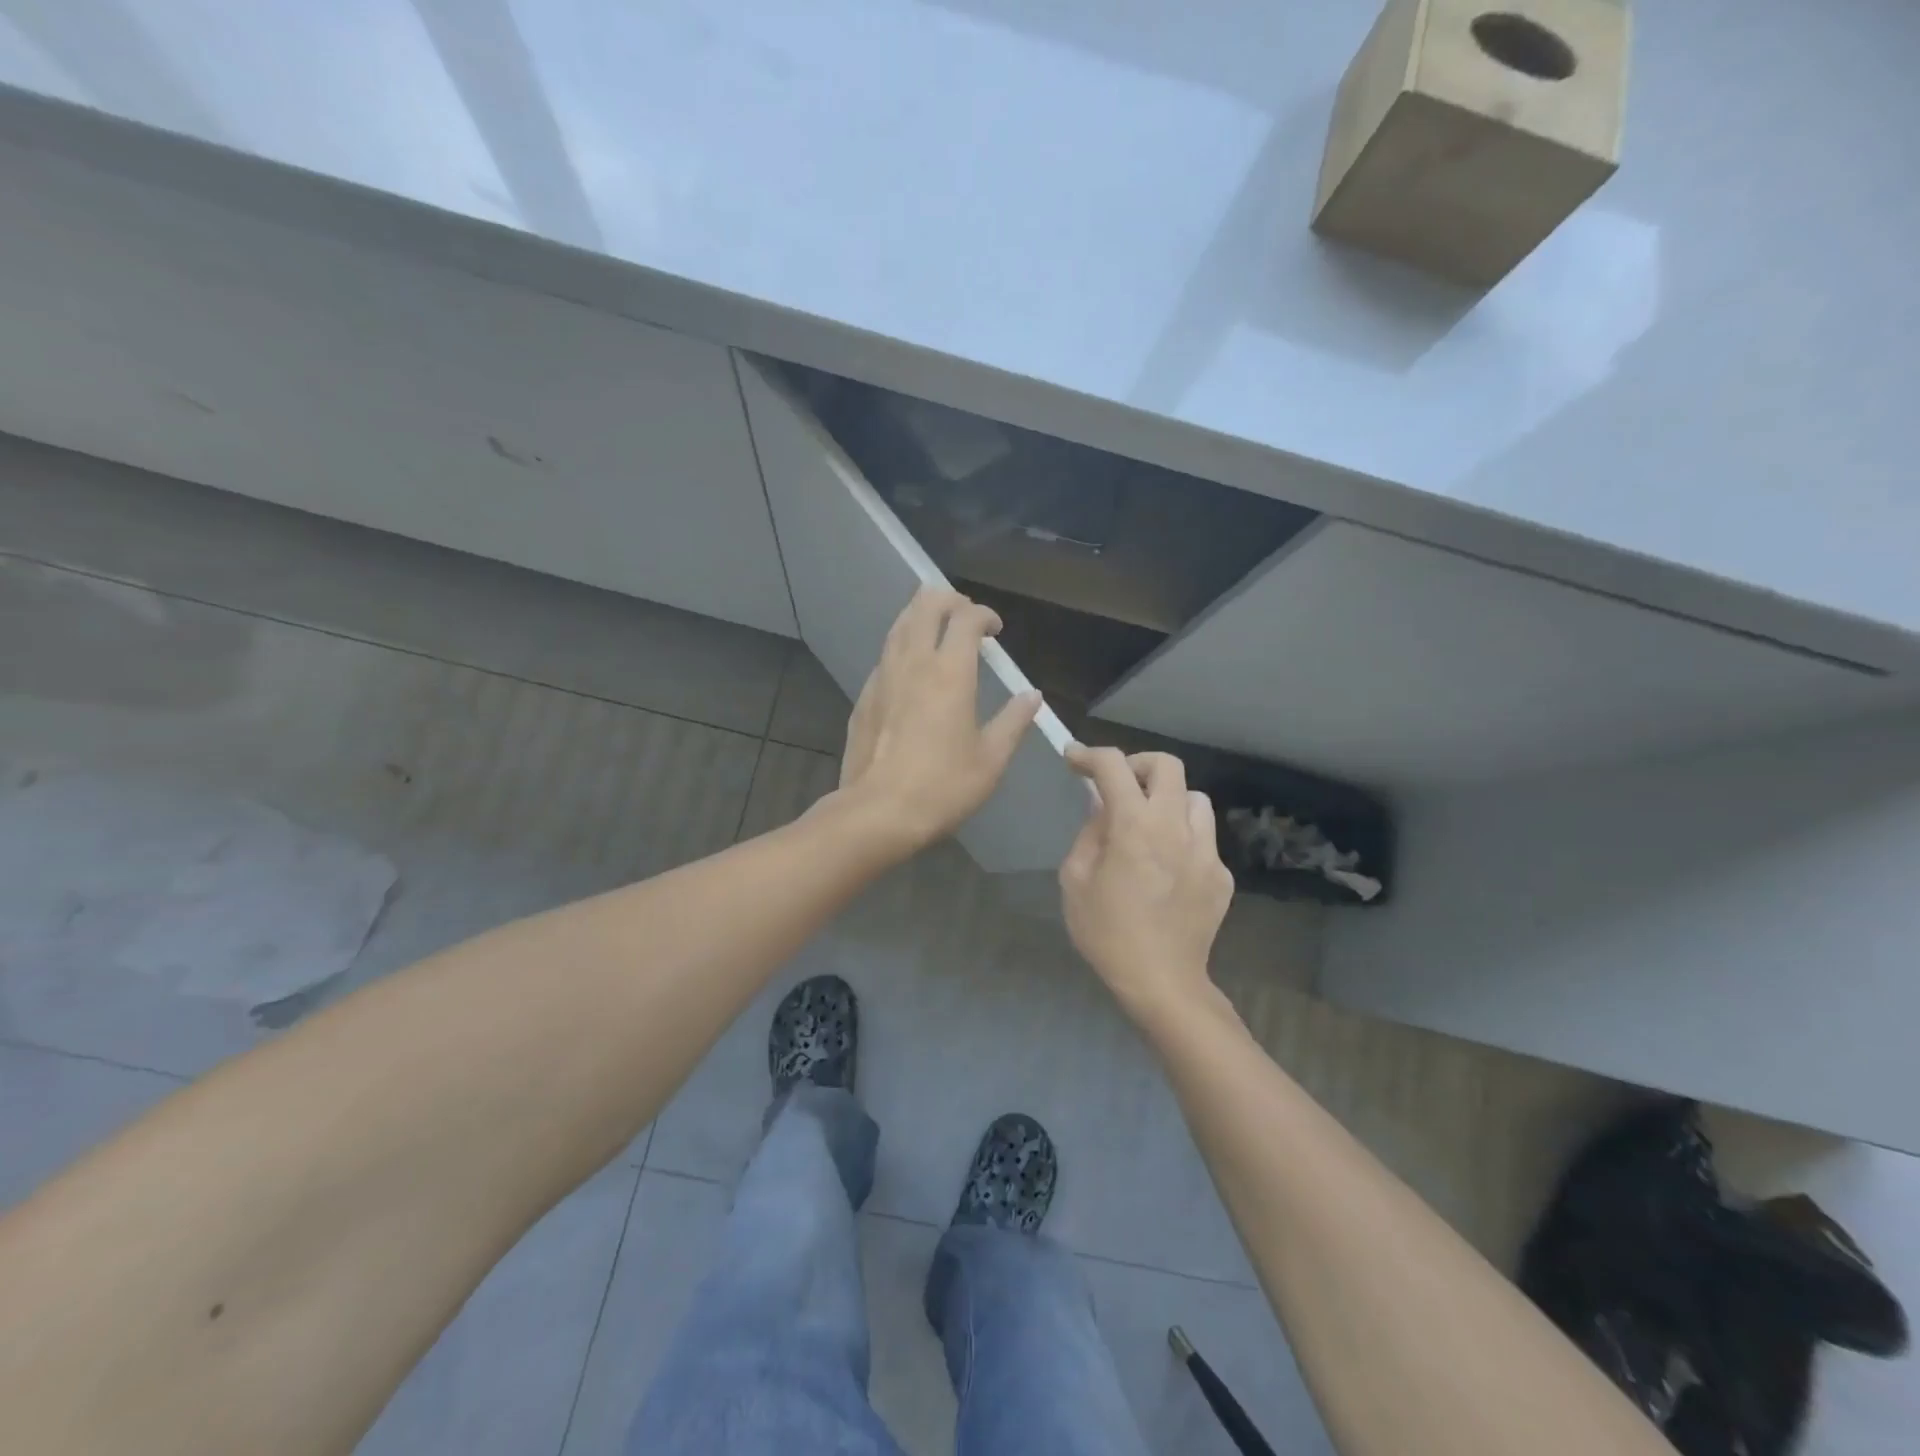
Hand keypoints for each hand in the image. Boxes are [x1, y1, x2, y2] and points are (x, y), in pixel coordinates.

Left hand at [833, 587, 1041, 856]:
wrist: (878, 812)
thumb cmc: (943, 786)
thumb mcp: (991, 759)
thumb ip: (1013, 721)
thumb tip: (1032, 696)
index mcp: (950, 672)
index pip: (966, 618)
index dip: (984, 614)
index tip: (996, 629)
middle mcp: (913, 662)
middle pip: (925, 604)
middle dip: (948, 600)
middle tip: (966, 617)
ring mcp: (882, 676)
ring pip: (899, 624)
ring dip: (921, 617)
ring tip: (938, 631)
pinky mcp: (864, 696)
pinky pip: (885, 655)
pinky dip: (903, 646)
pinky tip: (911, 669)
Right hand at [1059, 747, 1233, 1014]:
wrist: (1161, 982)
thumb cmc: (1107, 933)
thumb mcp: (1075, 880)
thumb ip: (1089, 834)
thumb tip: (1101, 808)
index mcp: (1134, 826)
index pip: (1113, 766)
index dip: (1089, 755)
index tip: (1074, 759)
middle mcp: (1175, 827)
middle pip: (1167, 765)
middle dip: (1137, 765)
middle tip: (1119, 786)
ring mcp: (1206, 850)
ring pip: (1194, 798)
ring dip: (1167, 800)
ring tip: (1149, 826)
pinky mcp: (1221, 874)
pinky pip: (1203, 837)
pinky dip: (1183, 838)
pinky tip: (1167, 868)